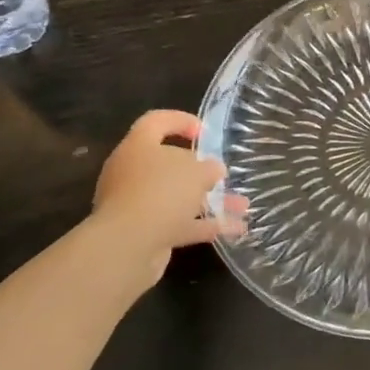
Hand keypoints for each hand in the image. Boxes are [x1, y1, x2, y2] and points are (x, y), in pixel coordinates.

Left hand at [93, 111, 246, 277]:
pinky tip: (234, 228)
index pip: (156, 122)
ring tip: (242, 205)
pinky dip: (205, 225)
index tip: (205, 132)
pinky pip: (179, 223)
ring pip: (177, 197)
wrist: (127, 248)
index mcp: (138, 147)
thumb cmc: (161, 193)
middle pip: (168, 164)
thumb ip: (209, 167)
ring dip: (210, 201)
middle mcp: (132, 173)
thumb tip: (213, 170)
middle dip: (201, 171)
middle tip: (222, 175)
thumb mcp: (196, 172)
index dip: (181, 121)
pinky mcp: (145, 233)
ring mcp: (137, 205)